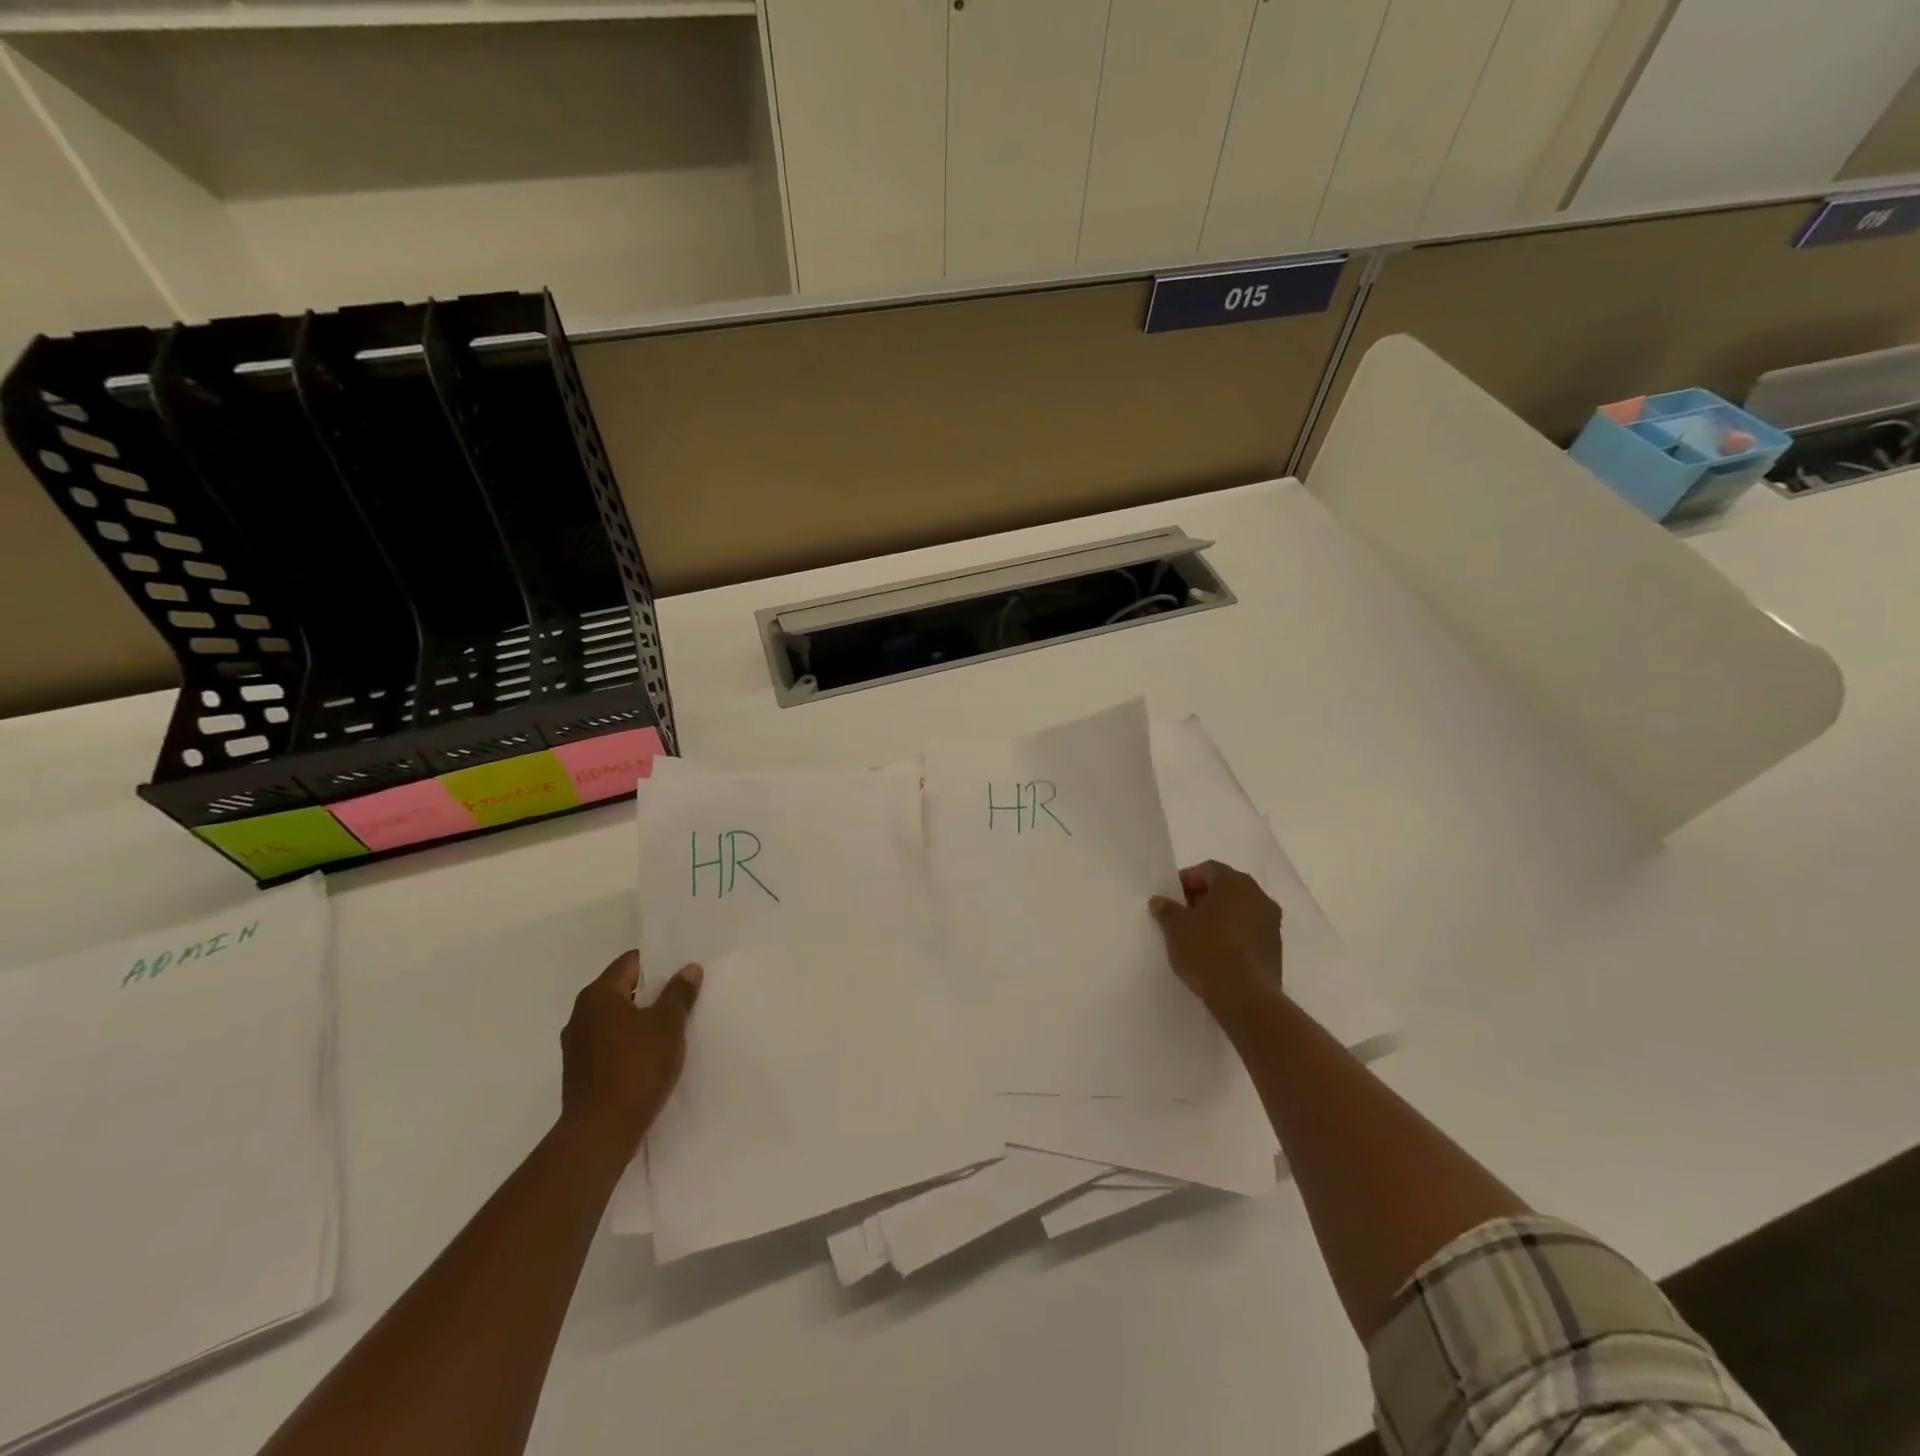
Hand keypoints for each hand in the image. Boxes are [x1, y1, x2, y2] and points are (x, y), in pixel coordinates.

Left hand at [559, 951, 702, 1156]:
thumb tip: (688, 969)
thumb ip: (678, 993)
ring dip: (641, 1019)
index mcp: (598, 995)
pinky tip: (652, 1054)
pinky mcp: (580, 1072)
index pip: (630, 962)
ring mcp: (577, 1046)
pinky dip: (630, 1042)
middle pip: (622, 989)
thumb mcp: (668, 1025)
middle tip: (683, 996)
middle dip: (652, 992)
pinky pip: (610, 1043)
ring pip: (616, 1019)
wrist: (601, 1133)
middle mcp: (581, 1015)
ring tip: (672, 1026)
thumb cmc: (636, 1067)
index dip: (658, 963)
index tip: (682, 971)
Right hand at [1149, 860, 1283, 1016]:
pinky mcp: (1276, 949)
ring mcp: (1272, 923)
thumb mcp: (1176, 928)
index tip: (1172, 896)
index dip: (1187, 879)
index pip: (1208, 869)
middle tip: (1182, 914)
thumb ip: (1167, 910)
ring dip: (1220, 917)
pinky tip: (1216, 952)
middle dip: (1204, 897)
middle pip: (1227, 888)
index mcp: (1235, 883)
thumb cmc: (1208, 950)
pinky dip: (1233, 935)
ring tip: (1197, 935)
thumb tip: (1160, 901)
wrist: (1246, 998)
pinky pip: (1249, 931)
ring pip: (1240, 910)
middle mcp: (1258, 896)